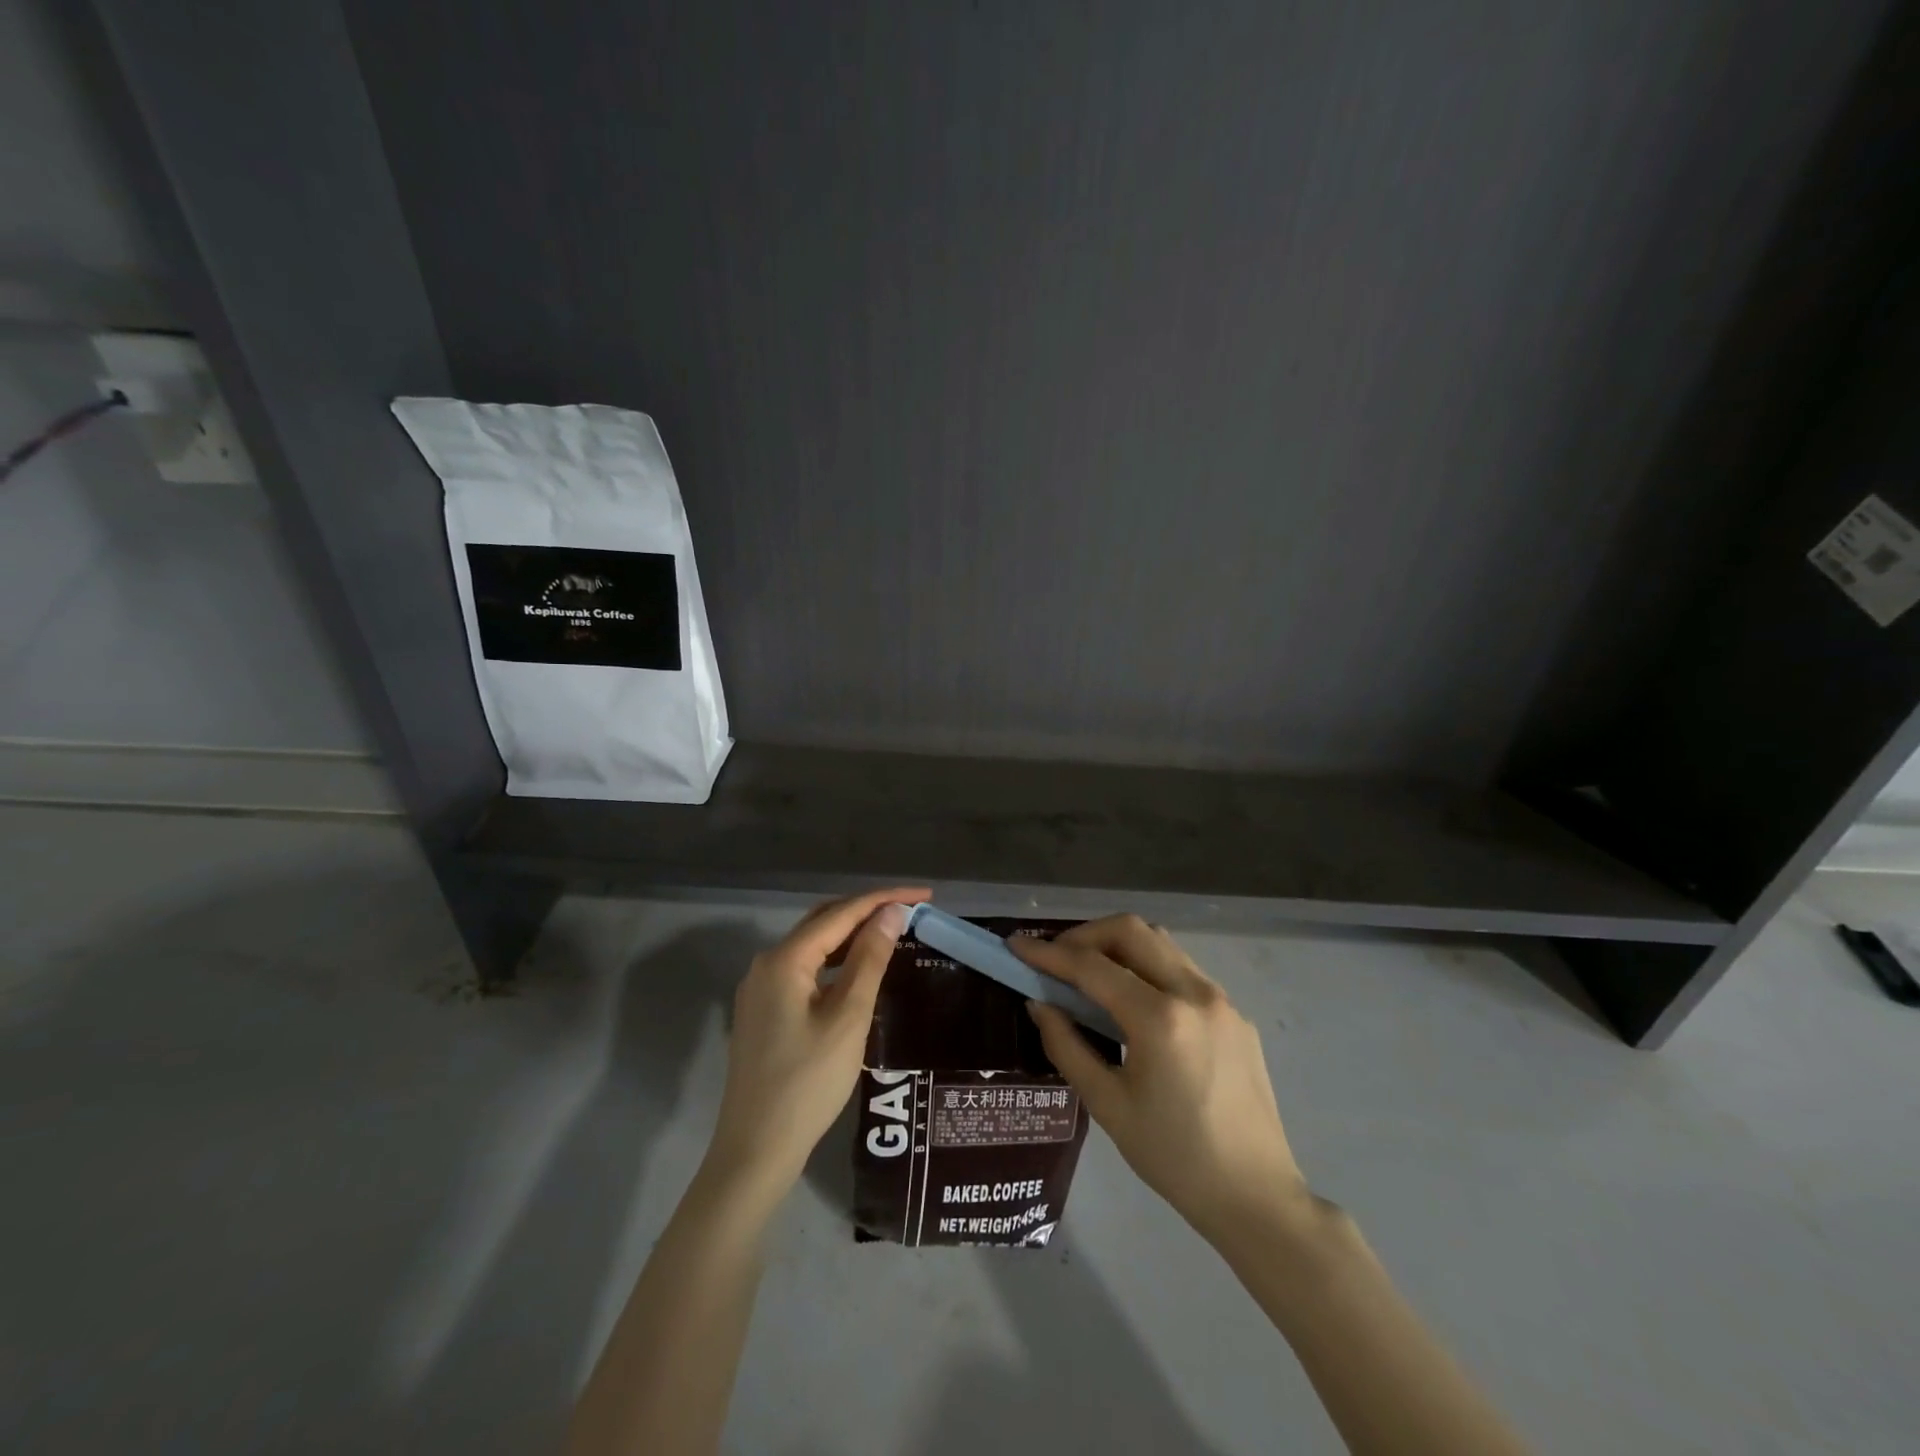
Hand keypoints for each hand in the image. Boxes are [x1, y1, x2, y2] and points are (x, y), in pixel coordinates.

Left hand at [705, 887, 925, 1198]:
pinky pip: (804, 970)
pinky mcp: (764, 1012)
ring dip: (851, 935)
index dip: (884, 899)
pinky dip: (835, 961)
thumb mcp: (848, 1018)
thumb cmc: (808, 1083)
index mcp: (784, 959)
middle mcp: (766, 964)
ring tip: (892, 933)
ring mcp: (760, 989)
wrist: (755, 1150)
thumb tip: (890, 913)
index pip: (841, 913)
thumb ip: (869, 959)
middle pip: (823, 922)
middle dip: (867, 910)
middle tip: (911, 910)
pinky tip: (858, 971)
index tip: (925, 894)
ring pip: (813, 946)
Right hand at [1013, 915, 1307, 1241]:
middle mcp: (1194, 993)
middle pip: (1130, 930)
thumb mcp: (1107, 1105)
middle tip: (1056, 959)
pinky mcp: (1236, 1013)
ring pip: (1160, 942)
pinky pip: (1182, 969)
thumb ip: (1067, 1046)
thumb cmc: (1174, 1158)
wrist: (1256, 1197)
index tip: (1017, 946)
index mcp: (1160, 1018)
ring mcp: (1221, 999)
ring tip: (1089, 974)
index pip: (1092, 966)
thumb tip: (1039, 1004)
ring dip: (1118, 945)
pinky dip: (1147, 967)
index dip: (1048, 953)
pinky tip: (1134, 1001)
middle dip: (1085, 935)